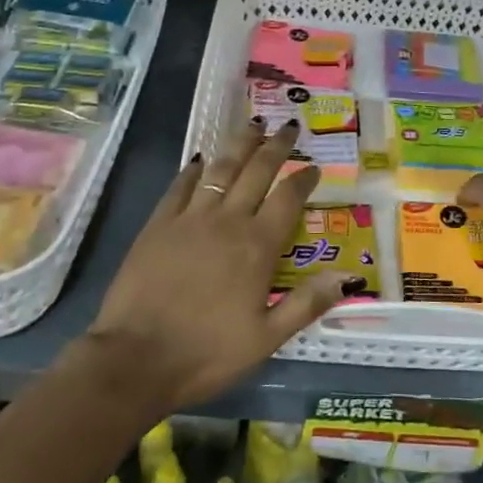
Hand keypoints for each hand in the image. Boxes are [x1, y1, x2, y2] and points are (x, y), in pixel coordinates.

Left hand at [84, 119, 351, 411]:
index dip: (304, 179)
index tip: (314, 167)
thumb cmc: (206, 353)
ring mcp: (190, 218)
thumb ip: (306, 304)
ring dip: (240, 144)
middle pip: (257, 171)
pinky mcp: (159, 223)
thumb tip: (346, 276)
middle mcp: (227, 221)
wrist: (136, 358)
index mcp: (257, 246)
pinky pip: (180, 186)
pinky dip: (193, 169)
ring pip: (221, 168)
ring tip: (253, 124)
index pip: (288, 199)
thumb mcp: (266, 339)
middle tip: (288, 126)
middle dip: (276, 146)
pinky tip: (200, 158)